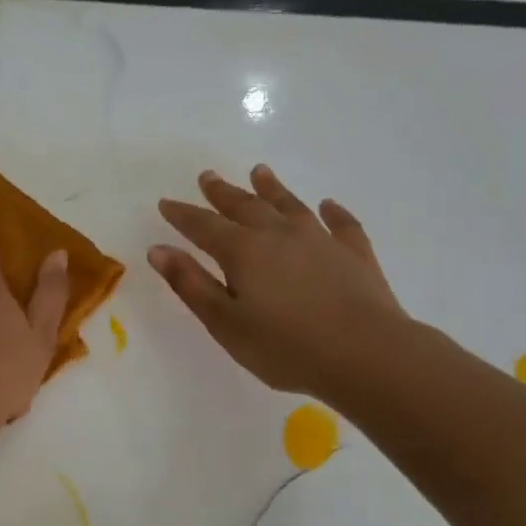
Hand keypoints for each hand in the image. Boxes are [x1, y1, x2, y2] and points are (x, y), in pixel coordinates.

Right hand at [150, 165, 404, 399]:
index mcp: (243, 251)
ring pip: (290, 205)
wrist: (366, 354)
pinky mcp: (354, 254)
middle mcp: (279, 235)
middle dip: (223, 192)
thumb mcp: (226, 323)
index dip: (183, 215)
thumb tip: (158, 250)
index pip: (203, 226)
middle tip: (207, 176)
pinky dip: (333, 212)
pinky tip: (329, 205)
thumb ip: (192, 285)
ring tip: (259, 171)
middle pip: (245, 206)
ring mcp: (320, 240)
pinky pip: (341, 224)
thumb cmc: (286, 347)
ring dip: (272, 188)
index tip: (166, 202)